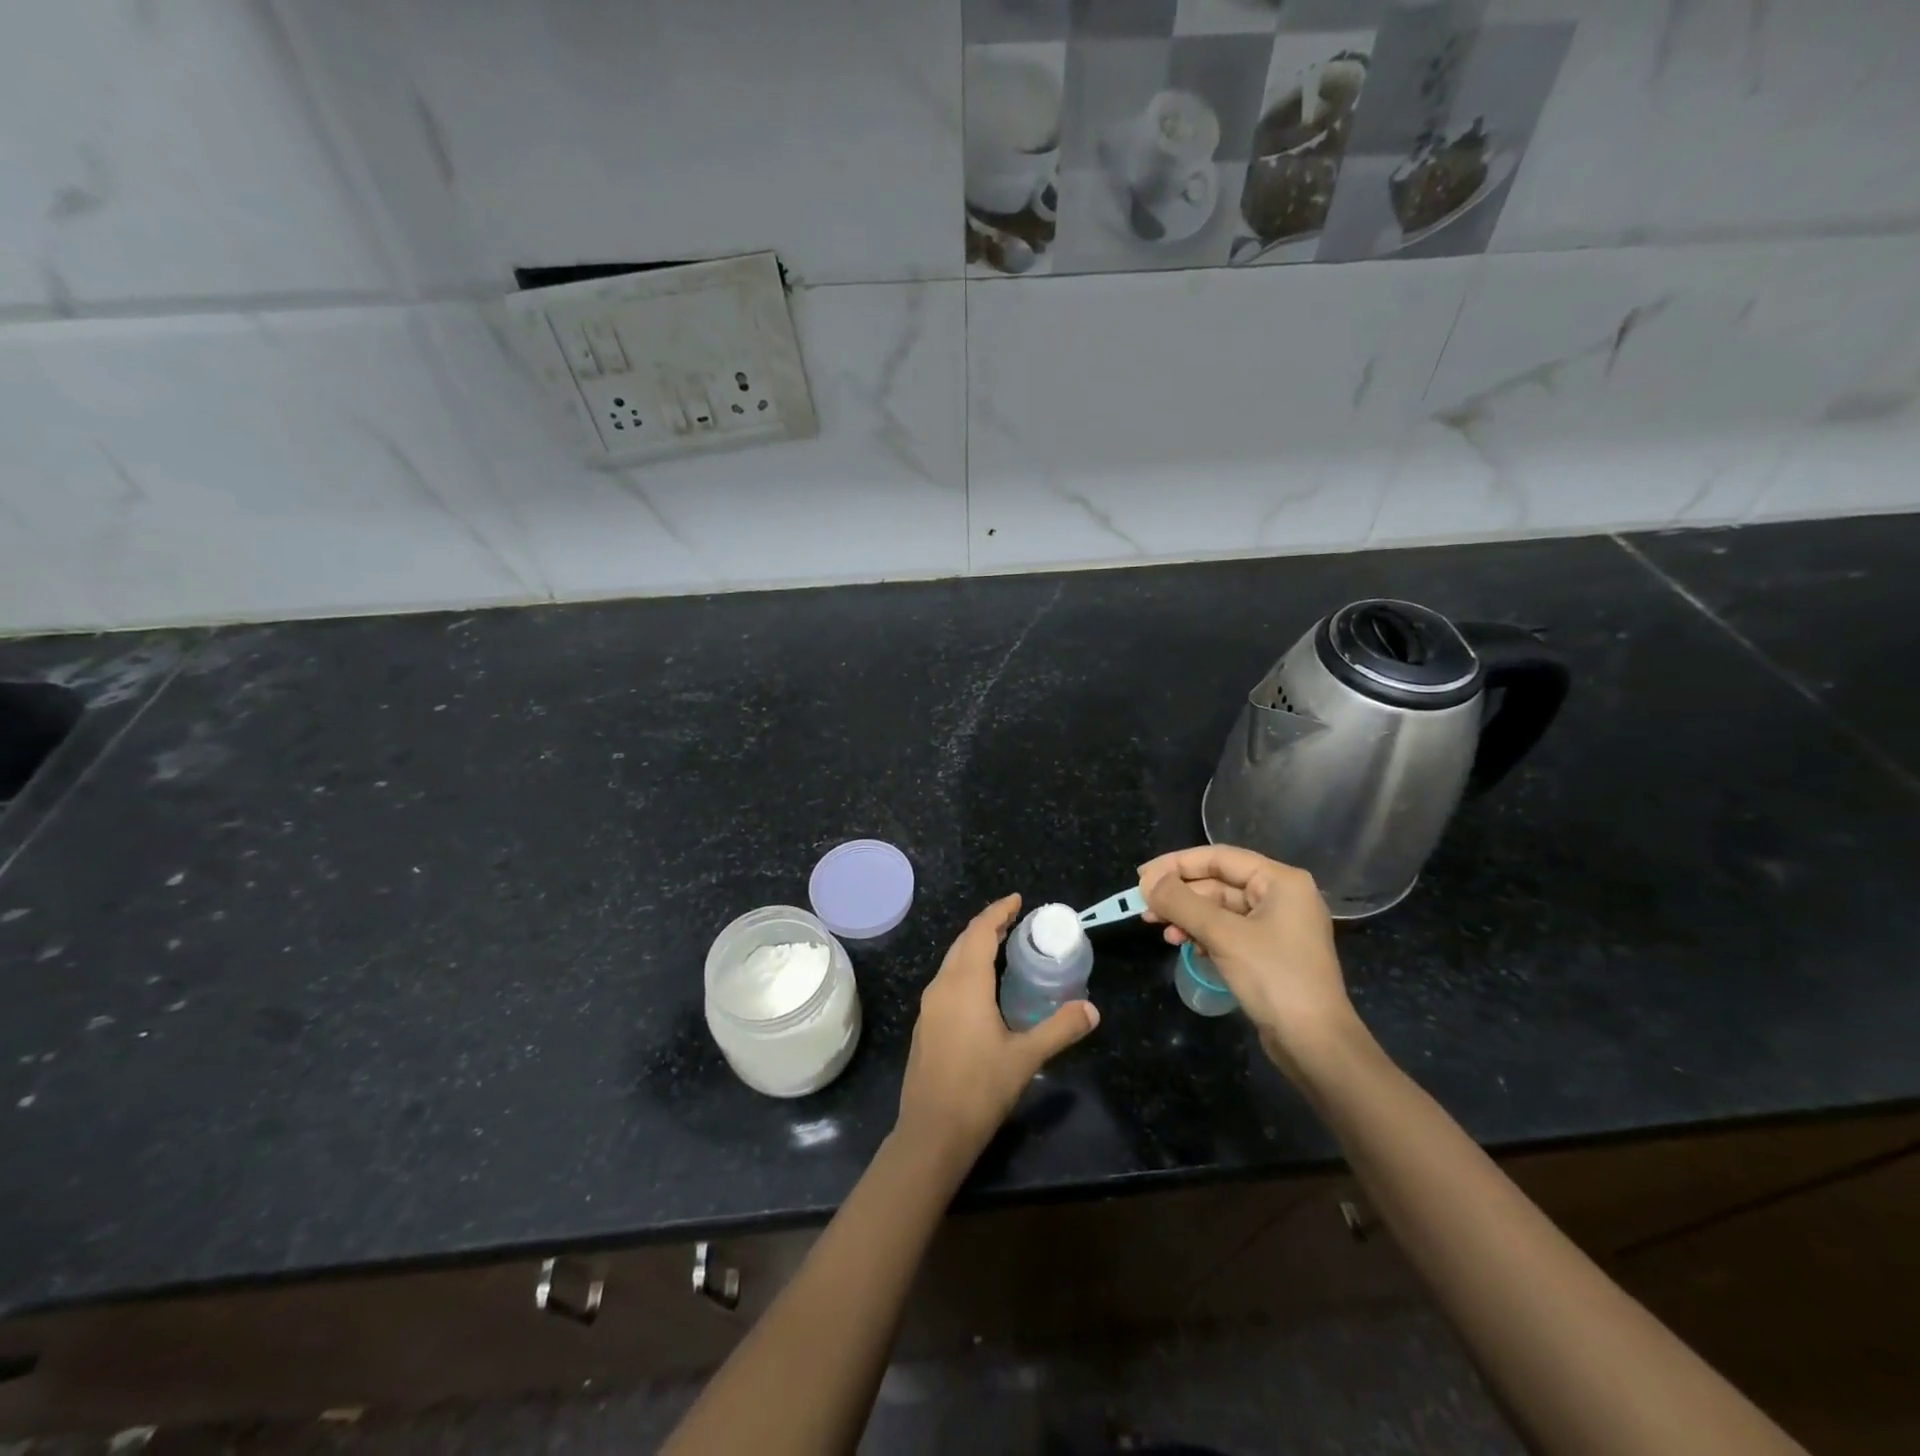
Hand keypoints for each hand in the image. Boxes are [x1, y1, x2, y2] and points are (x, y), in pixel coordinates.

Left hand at [896, 893, 1099, 1159]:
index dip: (998, 912)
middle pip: (963, 942)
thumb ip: (1060, 1028)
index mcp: (964, 984)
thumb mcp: (1026, 1057)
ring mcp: (929, 1006)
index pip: (979, 932)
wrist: (932, 1132)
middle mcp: (942, 987)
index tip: (1017, 900)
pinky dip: (966, 969)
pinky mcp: (926, 1024)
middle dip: (987, 926)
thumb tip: (1092, 1009)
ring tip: (1003, 948)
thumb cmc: (980, 1089)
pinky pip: (947, 981)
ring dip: (975, 948)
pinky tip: (983, 987)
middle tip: (1016, 921)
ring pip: (952, 962)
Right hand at [1139, 846, 1362, 1076]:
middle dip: (1180, 896)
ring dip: (1188, 917)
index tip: (1141, 876)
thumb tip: (1147, 881)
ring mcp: (1276, 926)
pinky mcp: (1268, 953)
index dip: (1176, 863)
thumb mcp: (1222, 935)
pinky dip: (1203, 935)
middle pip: (1218, 883)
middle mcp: (1281, 896)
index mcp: (1280, 881)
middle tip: (1144, 908)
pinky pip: (1228, 931)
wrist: (1316, 1044)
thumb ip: (1181, 902)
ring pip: (1220, 909)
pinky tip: (1186, 946)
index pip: (1219, 858)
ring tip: (1162, 932)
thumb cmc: (1274, 978)